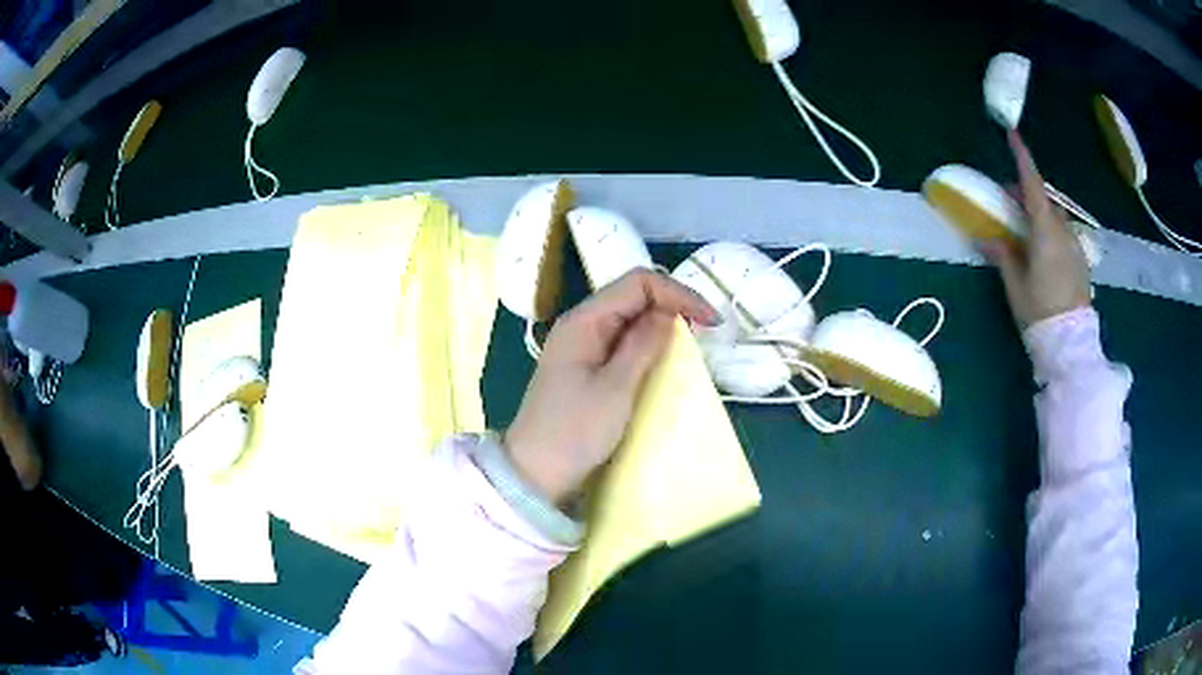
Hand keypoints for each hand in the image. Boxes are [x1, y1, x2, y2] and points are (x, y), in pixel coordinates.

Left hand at [503, 269, 718, 504]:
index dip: (677, 293)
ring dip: (661, 323)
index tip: (709, 321)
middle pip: (633, 294)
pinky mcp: (585, 365)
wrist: (535, 472)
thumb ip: (644, 345)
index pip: (637, 282)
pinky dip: (647, 342)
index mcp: (584, 321)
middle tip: (705, 330)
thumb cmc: (574, 431)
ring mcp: (581, 345)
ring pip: (629, 317)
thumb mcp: (616, 388)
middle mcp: (581, 324)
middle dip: (672, 304)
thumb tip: (669, 312)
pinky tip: (663, 357)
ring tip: (691, 341)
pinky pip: (621, 340)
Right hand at [981, 130, 1091, 327]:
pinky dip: (1049, 230)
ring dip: (1038, 213)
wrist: (1070, 345)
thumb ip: (1003, 255)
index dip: (1022, 158)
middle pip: (1043, 200)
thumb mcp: (1015, 284)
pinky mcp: (1080, 260)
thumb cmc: (1040, 312)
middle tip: (1007, 202)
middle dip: (1025, 193)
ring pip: (1054, 217)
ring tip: (1023, 229)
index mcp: (1045, 231)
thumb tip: (985, 238)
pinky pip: (1062, 234)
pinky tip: (1041, 250)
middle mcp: (1063, 231)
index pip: (1032, 185)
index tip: (1013, 135)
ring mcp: (1074, 246)